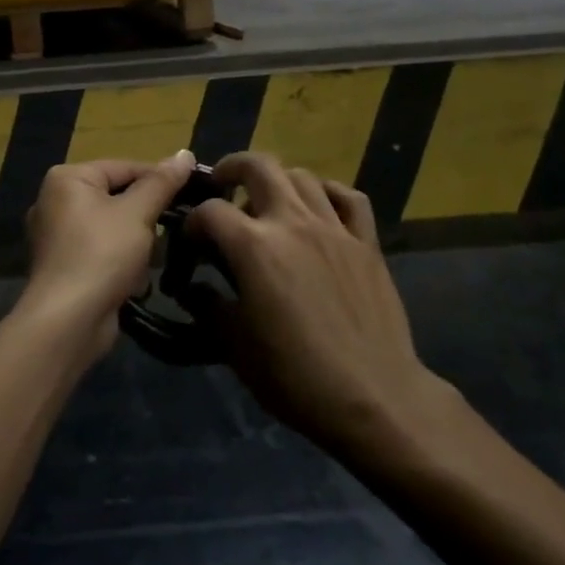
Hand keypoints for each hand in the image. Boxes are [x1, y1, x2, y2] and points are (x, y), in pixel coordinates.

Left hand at [19, 152, 197, 356]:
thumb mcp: (138, 212)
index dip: (160, 179)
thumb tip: (185, 153)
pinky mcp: (64, 267)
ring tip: (149, 260)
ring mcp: (57, 236)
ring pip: (113, 228)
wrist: (68, 321)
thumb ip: (162, 182)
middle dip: (146, 218)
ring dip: (137, 245)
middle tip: (173, 230)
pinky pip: (102, 253)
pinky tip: (133, 281)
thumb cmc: (102, 254)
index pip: (124, 167)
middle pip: (118, 198)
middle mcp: (55, 201)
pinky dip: (120, 264)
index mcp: (67, 179)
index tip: (192, 192)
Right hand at [186, 153, 458, 453]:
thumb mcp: (235, 346)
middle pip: (258, 167)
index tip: (190, 242)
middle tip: (221, 185)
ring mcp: (334, 228)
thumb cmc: (295, 376)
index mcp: (253, 246)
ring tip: (267, 200)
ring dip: (277, 180)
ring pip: (302, 176)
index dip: (192, 222)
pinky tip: (318, 206)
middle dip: (231, 168)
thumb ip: (207, 307)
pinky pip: (348, 197)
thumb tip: (190, 288)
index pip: (210, 211)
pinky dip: (328, 192)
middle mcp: (292, 222)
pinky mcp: (366, 242)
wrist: (374, 397)